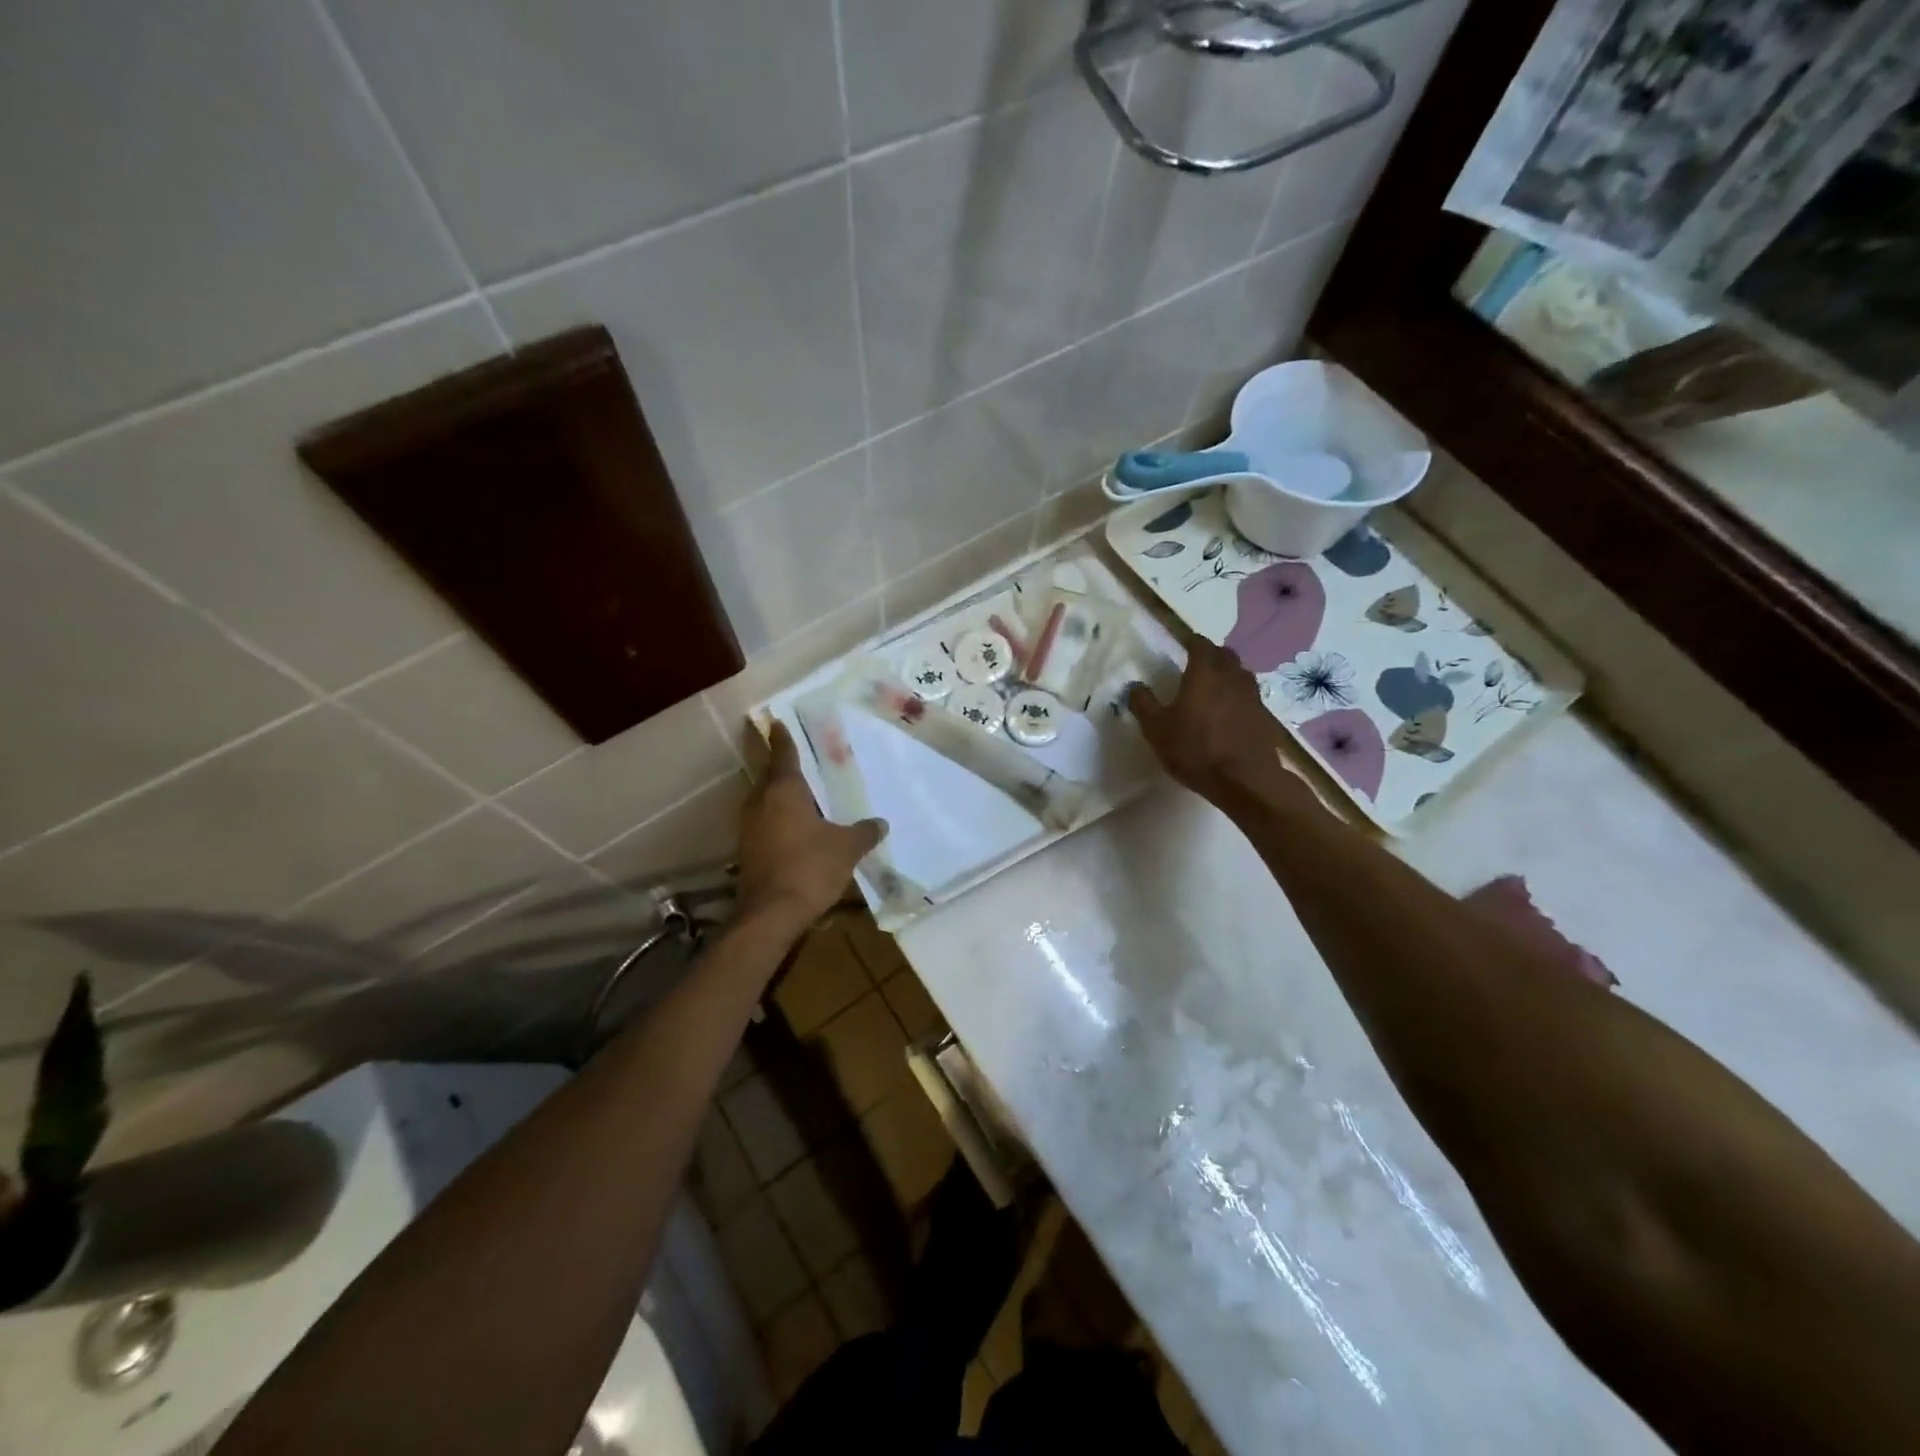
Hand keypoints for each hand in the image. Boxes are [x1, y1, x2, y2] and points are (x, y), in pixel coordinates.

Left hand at [736, 723, 886, 929]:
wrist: (771, 914)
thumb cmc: (810, 867)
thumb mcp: (846, 848)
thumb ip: (864, 832)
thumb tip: (880, 823)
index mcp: (784, 790)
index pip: (783, 754)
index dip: (783, 737)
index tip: (777, 721)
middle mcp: (761, 801)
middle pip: (771, 777)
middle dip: (785, 769)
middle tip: (805, 761)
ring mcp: (749, 827)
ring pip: (767, 802)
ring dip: (782, 798)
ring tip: (806, 796)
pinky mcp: (747, 850)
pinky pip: (765, 824)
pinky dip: (779, 821)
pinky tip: (798, 829)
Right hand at [1128, 638, 1298, 804]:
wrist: (1245, 780)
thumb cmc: (1195, 749)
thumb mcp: (1156, 729)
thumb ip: (1143, 704)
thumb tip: (1135, 686)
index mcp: (1204, 673)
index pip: (1200, 645)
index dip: (1191, 641)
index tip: (1183, 642)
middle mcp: (1231, 677)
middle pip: (1225, 655)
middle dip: (1211, 654)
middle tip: (1197, 662)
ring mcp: (1252, 696)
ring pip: (1240, 673)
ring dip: (1228, 673)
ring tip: (1214, 684)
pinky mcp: (1264, 717)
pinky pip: (1249, 696)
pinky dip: (1238, 695)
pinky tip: (1229, 711)